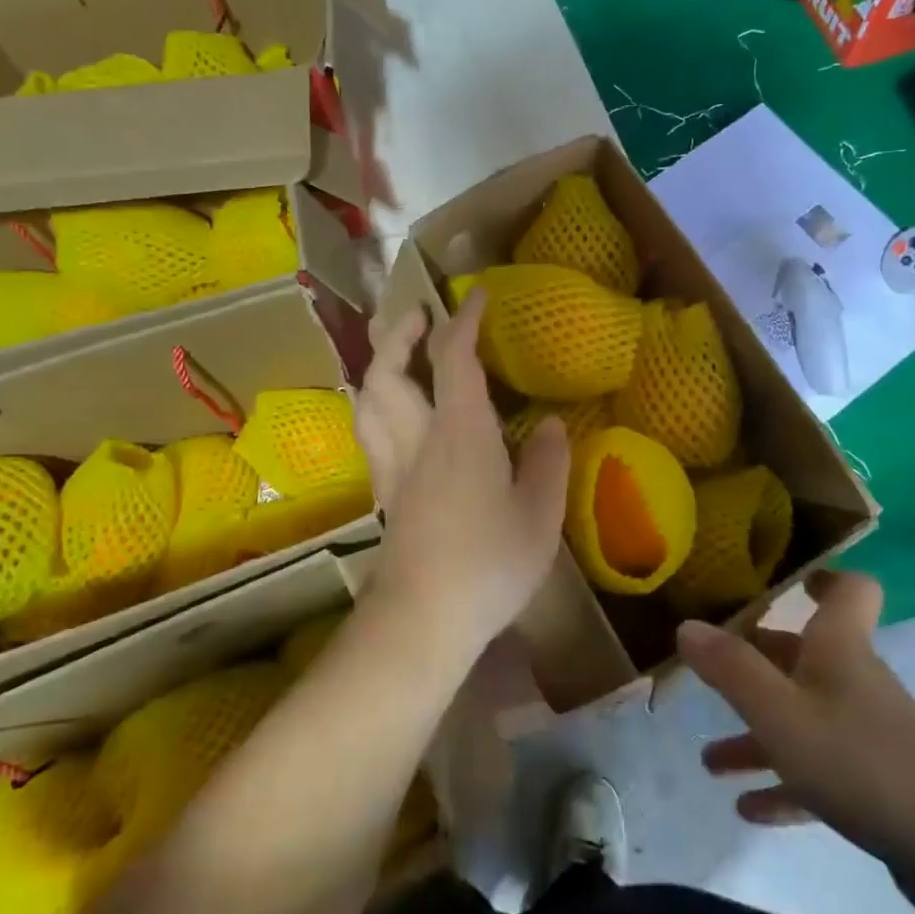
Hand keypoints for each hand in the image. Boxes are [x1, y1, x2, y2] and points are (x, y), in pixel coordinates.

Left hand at [360, 290, 571, 660]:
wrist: (423, 618)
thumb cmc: (489, 563)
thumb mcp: (539, 515)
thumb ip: (547, 463)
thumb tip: (547, 424)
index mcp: (459, 432)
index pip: (454, 358)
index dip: (463, 320)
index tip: (476, 295)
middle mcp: (416, 438)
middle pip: (387, 370)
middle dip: (401, 333)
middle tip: (420, 316)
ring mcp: (392, 466)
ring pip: (367, 399)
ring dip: (379, 365)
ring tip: (398, 354)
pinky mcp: (383, 493)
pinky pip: (369, 431)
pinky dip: (376, 404)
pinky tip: (393, 414)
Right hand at [679, 570, 914, 865]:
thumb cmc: (857, 758)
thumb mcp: (778, 711)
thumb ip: (730, 668)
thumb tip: (686, 625)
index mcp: (837, 647)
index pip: (848, 589)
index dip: (823, 576)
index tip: (790, 579)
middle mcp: (852, 680)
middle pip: (801, 657)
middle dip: (754, 666)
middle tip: (709, 674)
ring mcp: (867, 734)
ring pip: (802, 720)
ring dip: (757, 737)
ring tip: (709, 761)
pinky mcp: (875, 785)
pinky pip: (818, 773)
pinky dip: (783, 785)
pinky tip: (748, 809)